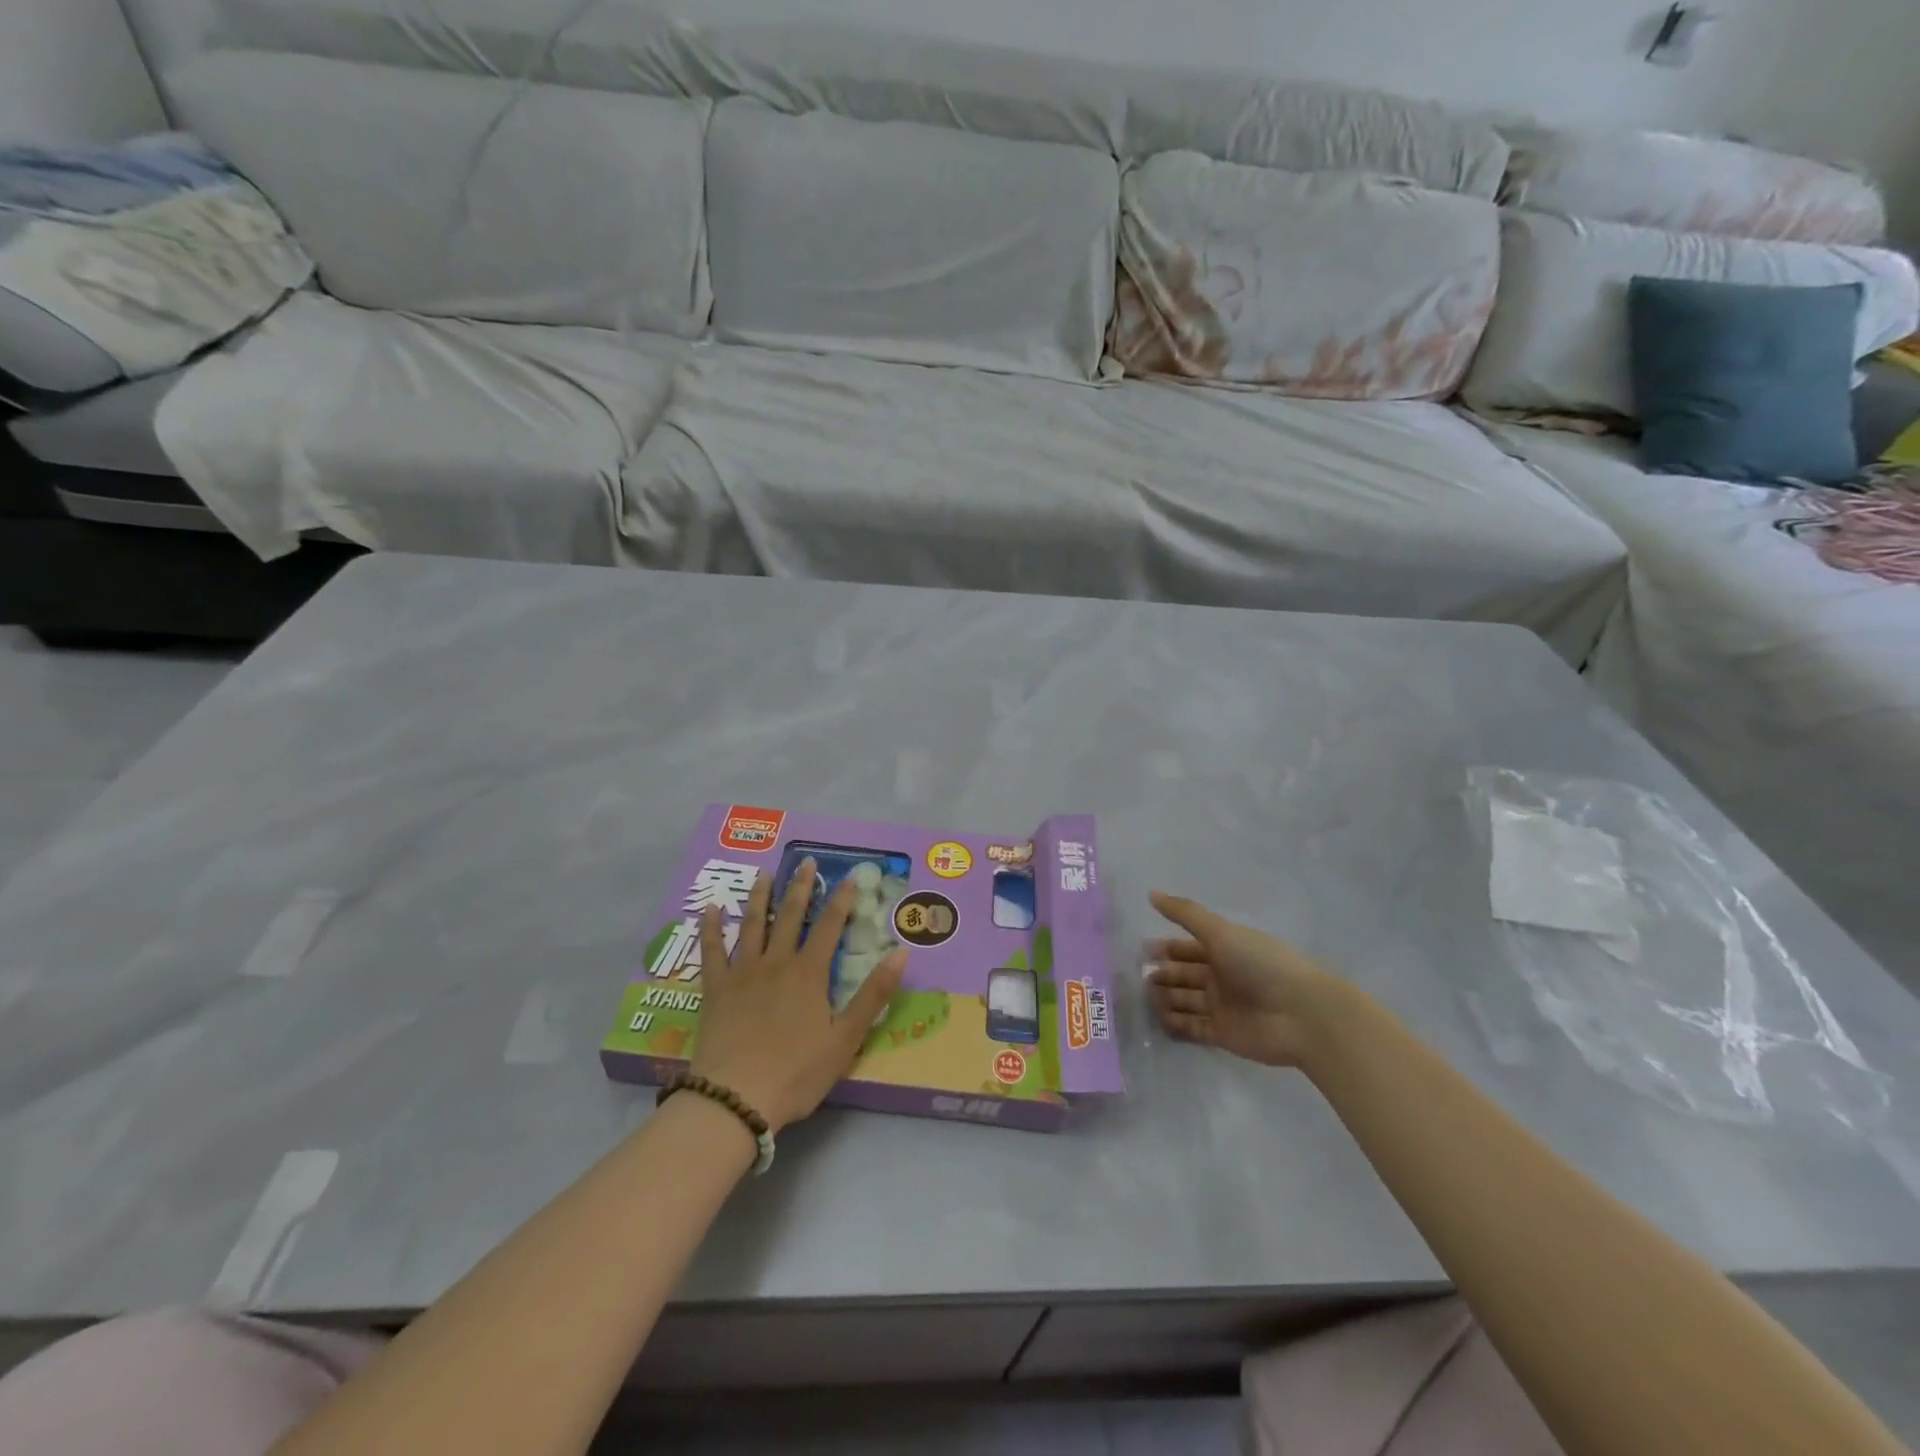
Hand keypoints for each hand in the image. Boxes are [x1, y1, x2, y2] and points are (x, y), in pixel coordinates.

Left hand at [690, 859, 907, 1132]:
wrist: (735, 1098)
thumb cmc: (796, 1072)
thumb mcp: (845, 1039)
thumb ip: (873, 995)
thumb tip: (901, 953)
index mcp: (809, 974)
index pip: (830, 927)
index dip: (842, 900)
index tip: (850, 877)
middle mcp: (776, 963)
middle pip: (791, 916)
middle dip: (801, 887)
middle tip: (806, 861)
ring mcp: (742, 973)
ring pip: (752, 924)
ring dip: (760, 897)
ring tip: (764, 875)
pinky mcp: (715, 989)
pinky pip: (711, 951)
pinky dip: (711, 928)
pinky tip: (710, 909)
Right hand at [1147, 891, 1350, 1068]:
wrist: (1301, 1015)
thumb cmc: (1260, 965)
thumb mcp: (1221, 932)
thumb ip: (1185, 914)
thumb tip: (1151, 893)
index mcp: (1224, 950)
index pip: (1189, 948)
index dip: (1167, 948)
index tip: (1142, 949)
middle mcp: (1221, 977)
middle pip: (1184, 975)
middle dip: (1163, 974)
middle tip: (1138, 975)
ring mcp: (1222, 1007)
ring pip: (1185, 1001)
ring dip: (1165, 999)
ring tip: (1144, 997)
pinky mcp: (1223, 1034)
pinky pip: (1193, 1028)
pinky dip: (1176, 1024)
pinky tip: (1158, 1019)